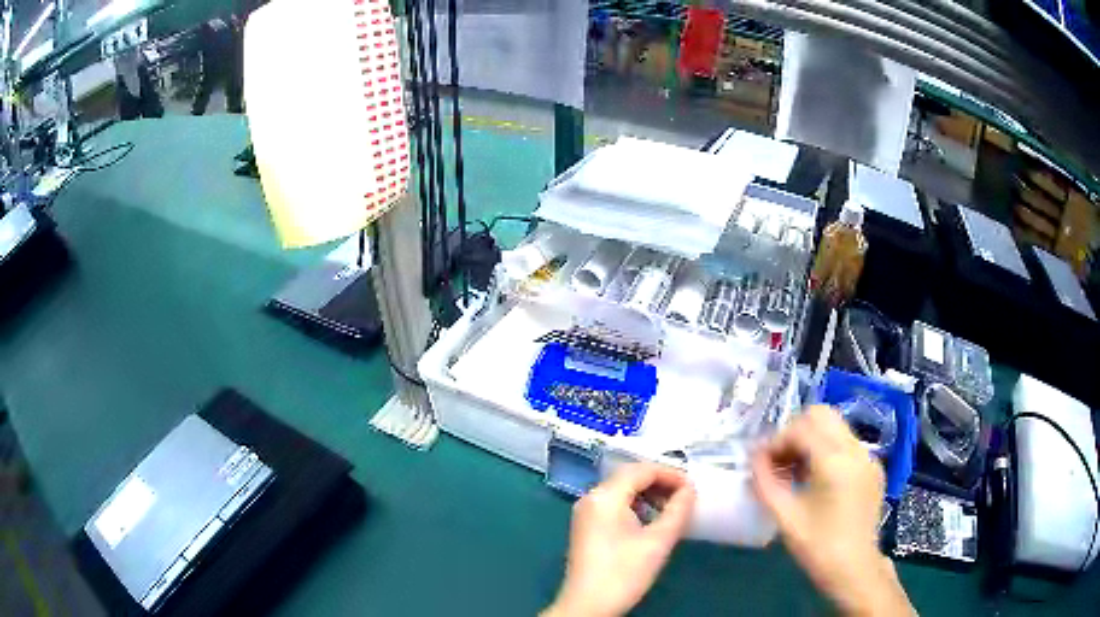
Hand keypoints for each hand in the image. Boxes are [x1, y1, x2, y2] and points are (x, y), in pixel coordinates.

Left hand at [544, 464, 696, 616]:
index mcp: (605, 496)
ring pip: (621, 490)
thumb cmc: (624, 573)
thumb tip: (690, 489)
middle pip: (629, 476)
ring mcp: (585, 512)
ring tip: (672, 508)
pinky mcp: (586, 526)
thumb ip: (678, 510)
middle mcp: (591, 497)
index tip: (693, 487)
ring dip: (648, 493)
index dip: (670, 474)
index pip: (641, 469)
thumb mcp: (658, 541)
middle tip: (686, 496)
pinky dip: (634, 505)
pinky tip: (651, 520)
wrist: (587, 605)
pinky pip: (613, 504)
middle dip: (659, 482)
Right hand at [752, 406, 913, 615]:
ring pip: (835, 427)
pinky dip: (827, 450)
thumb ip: (766, 482)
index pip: (800, 428)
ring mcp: (868, 456)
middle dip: (794, 432)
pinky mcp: (873, 468)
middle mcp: (856, 449)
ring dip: (811, 439)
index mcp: (835, 461)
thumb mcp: (786, 517)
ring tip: (794, 471)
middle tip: (779, 460)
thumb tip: (753, 457)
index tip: (760, 463)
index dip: (775, 441)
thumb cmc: (818, 547)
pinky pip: (846, 443)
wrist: (855, 569)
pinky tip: (815, 480)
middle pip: (821, 415)